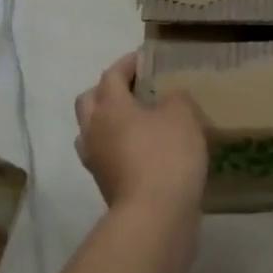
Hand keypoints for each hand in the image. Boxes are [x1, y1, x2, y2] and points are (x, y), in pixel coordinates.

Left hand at [75, 52, 207, 212]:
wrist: (155, 214)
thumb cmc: (167, 155)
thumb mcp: (182, 115)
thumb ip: (175, 98)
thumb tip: (168, 99)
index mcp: (109, 105)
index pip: (112, 75)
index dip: (127, 63)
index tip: (143, 58)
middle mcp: (93, 129)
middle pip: (90, 100)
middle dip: (107, 90)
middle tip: (132, 89)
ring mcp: (95, 159)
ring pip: (92, 130)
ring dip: (107, 121)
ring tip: (134, 120)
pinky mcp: (104, 184)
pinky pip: (105, 155)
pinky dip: (117, 147)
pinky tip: (141, 150)